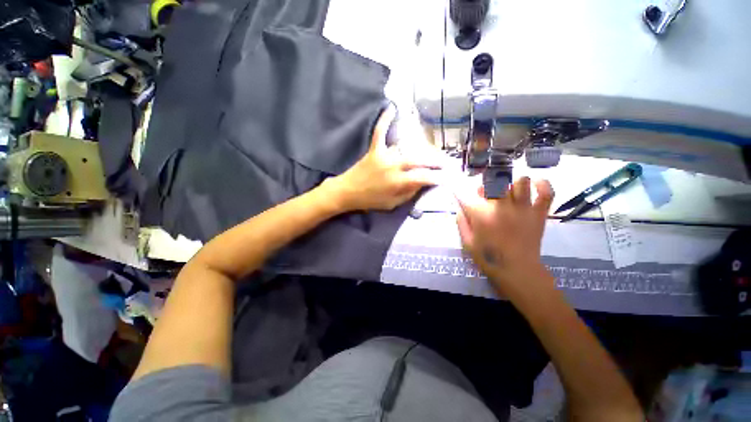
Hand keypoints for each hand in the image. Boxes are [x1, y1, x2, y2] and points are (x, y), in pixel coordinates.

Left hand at [326, 105, 441, 211]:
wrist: (347, 192)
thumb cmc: (370, 201)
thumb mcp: (392, 204)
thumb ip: (408, 193)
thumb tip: (422, 183)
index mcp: (397, 182)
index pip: (423, 177)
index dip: (437, 177)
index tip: (447, 177)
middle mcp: (393, 166)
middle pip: (420, 160)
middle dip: (435, 161)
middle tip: (446, 162)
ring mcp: (383, 155)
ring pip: (407, 148)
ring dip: (422, 149)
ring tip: (433, 151)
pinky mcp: (374, 149)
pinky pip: (380, 132)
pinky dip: (385, 120)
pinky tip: (392, 108)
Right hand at [455, 177, 554, 297]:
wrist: (518, 271)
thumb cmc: (489, 258)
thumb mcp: (467, 243)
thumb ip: (461, 223)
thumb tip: (459, 207)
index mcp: (481, 215)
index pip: (466, 195)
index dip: (459, 192)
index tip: (458, 193)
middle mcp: (501, 206)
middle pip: (493, 183)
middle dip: (486, 187)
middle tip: (484, 196)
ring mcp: (523, 209)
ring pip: (520, 182)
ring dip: (511, 184)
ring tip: (508, 192)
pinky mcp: (539, 214)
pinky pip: (546, 193)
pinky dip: (543, 185)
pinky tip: (536, 183)